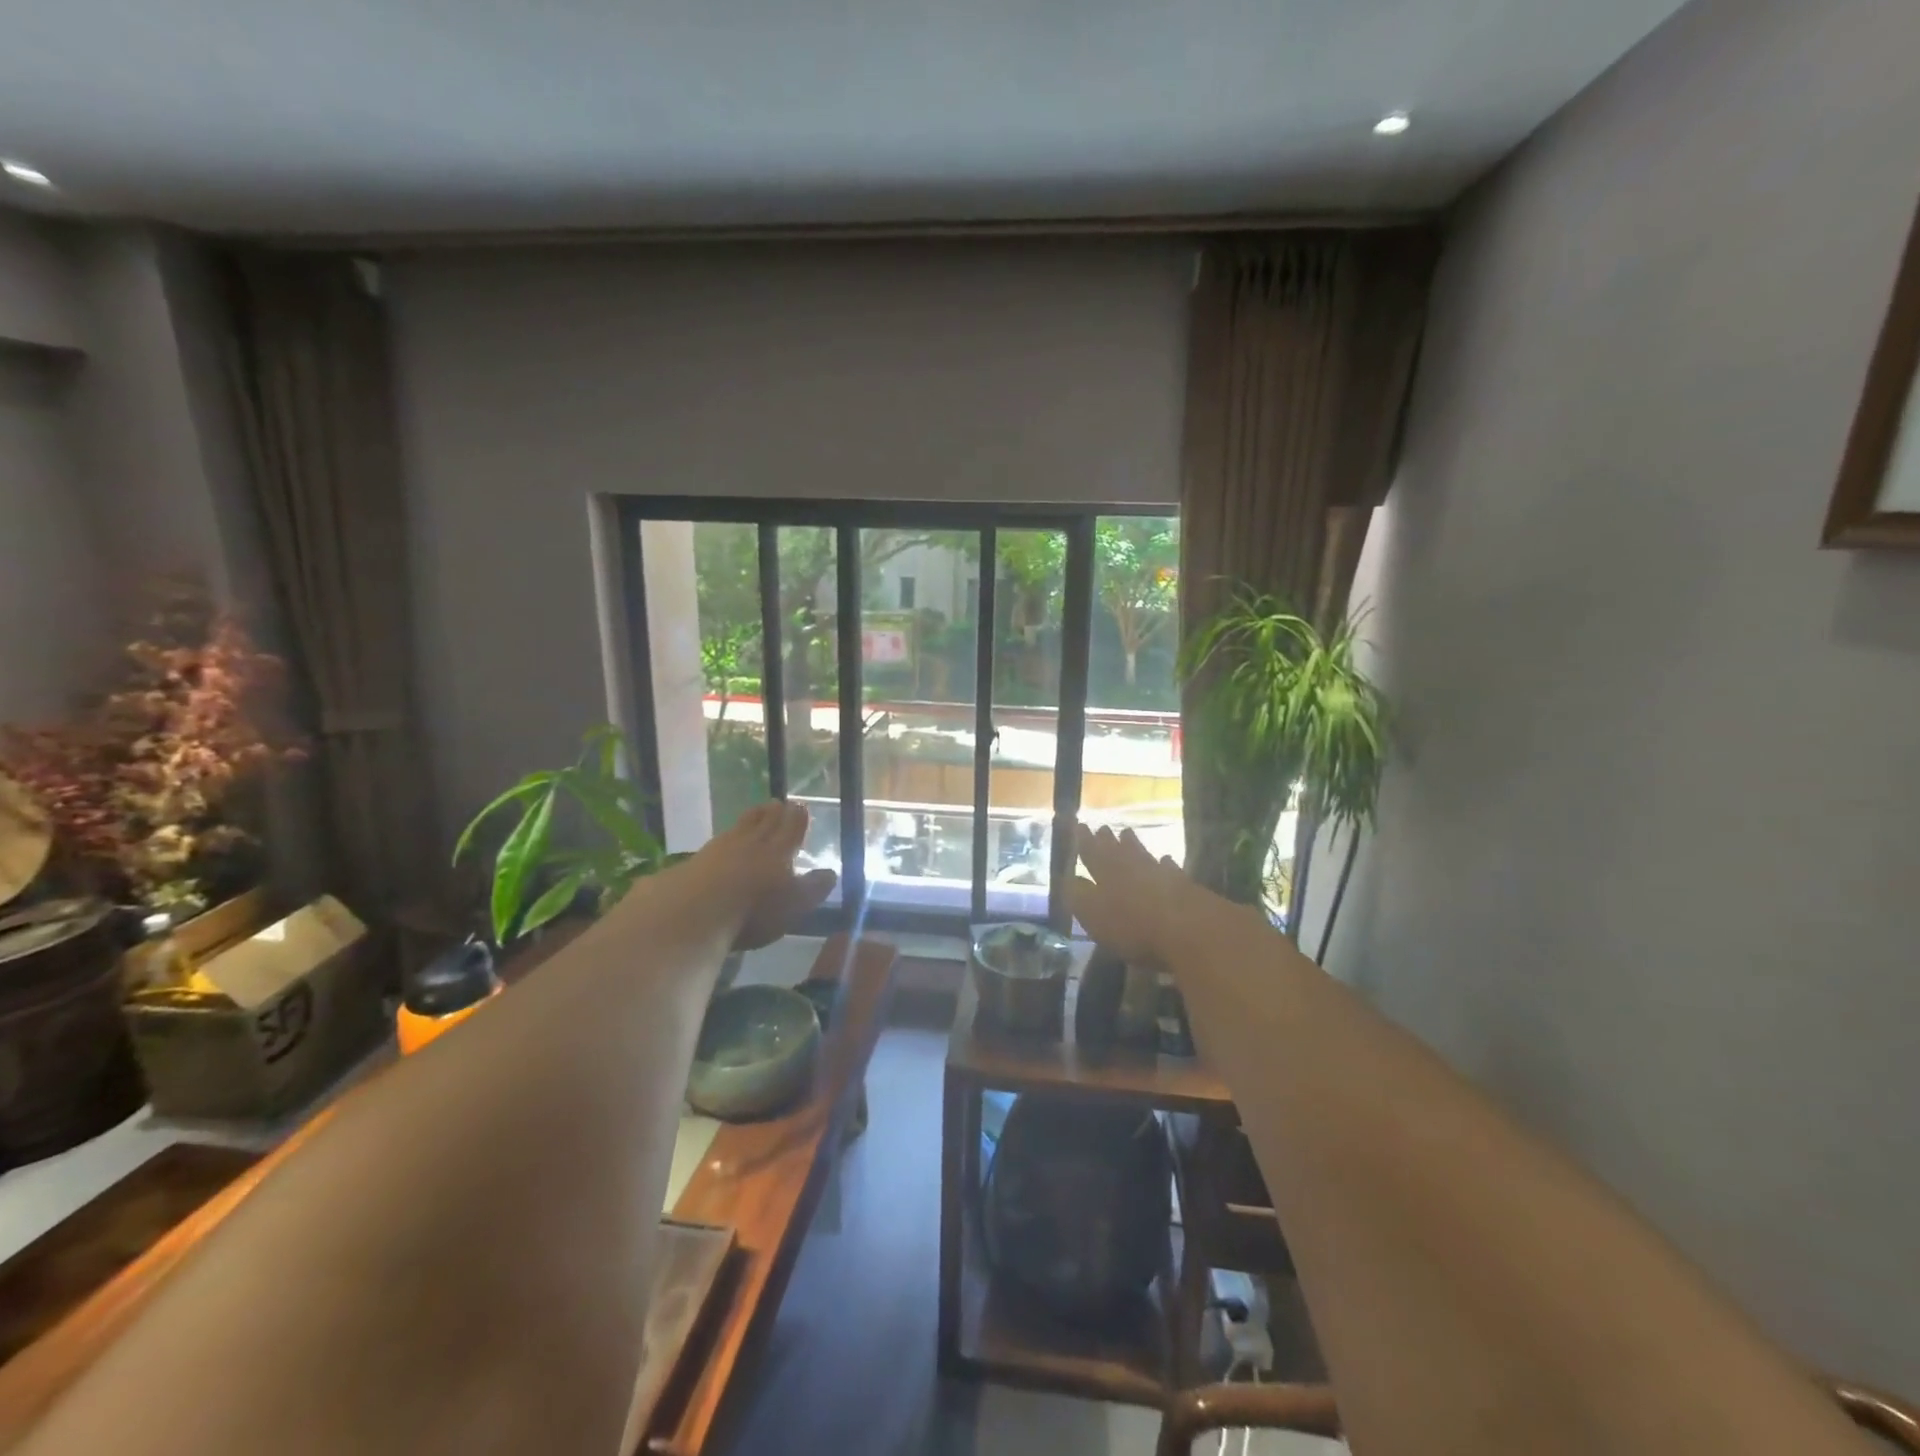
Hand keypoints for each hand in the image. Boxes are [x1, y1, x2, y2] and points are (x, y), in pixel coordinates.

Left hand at [685, 801, 837, 950]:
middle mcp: (753, 842)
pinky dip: (729, 833)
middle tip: (779, 803)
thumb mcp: (795, 904)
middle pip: (766, 821)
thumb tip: (831, 872)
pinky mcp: (699, 858)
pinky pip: (721, 838)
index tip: (801, 806)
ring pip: (742, 825)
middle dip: (774, 812)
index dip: (797, 817)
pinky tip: (726, 838)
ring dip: (752, 816)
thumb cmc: (754, 910)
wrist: (695, 911)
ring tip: (757, 810)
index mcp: (780, 850)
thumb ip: (815, 888)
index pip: (792, 828)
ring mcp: (723, 847)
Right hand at [1067, 823, 1188, 966]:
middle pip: (1117, 852)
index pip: (1091, 854)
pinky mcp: (1184, 886)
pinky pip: (1170, 869)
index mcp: (1107, 876)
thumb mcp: (1096, 917)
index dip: (1084, 842)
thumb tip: (1067, 878)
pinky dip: (1165, 864)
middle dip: (1107, 840)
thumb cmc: (1135, 928)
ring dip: (1133, 845)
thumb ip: (1080, 897)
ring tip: (1127, 834)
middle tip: (1102, 827)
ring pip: (1142, 855)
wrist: (1191, 930)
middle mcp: (1132, 869)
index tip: (1079, 825)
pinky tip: (1166, 860)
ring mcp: (1159, 875)